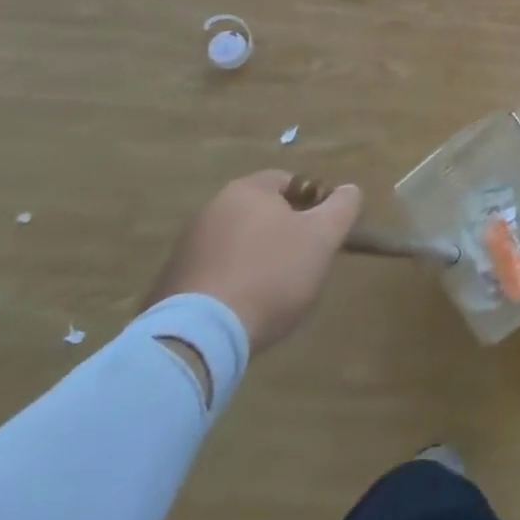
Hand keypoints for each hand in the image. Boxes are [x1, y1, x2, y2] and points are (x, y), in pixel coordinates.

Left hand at [143, 171, 361, 355]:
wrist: (200, 338)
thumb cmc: (271, 275)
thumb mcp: (323, 237)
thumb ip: (343, 207)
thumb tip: (349, 190)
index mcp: (247, 191)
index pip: (289, 181)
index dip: (313, 203)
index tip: (323, 233)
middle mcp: (211, 209)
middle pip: (262, 213)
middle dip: (285, 234)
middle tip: (303, 264)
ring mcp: (186, 247)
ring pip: (237, 244)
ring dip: (257, 260)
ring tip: (273, 294)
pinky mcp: (170, 285)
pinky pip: (213, 274)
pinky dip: (231, 285)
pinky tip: (243, 311)